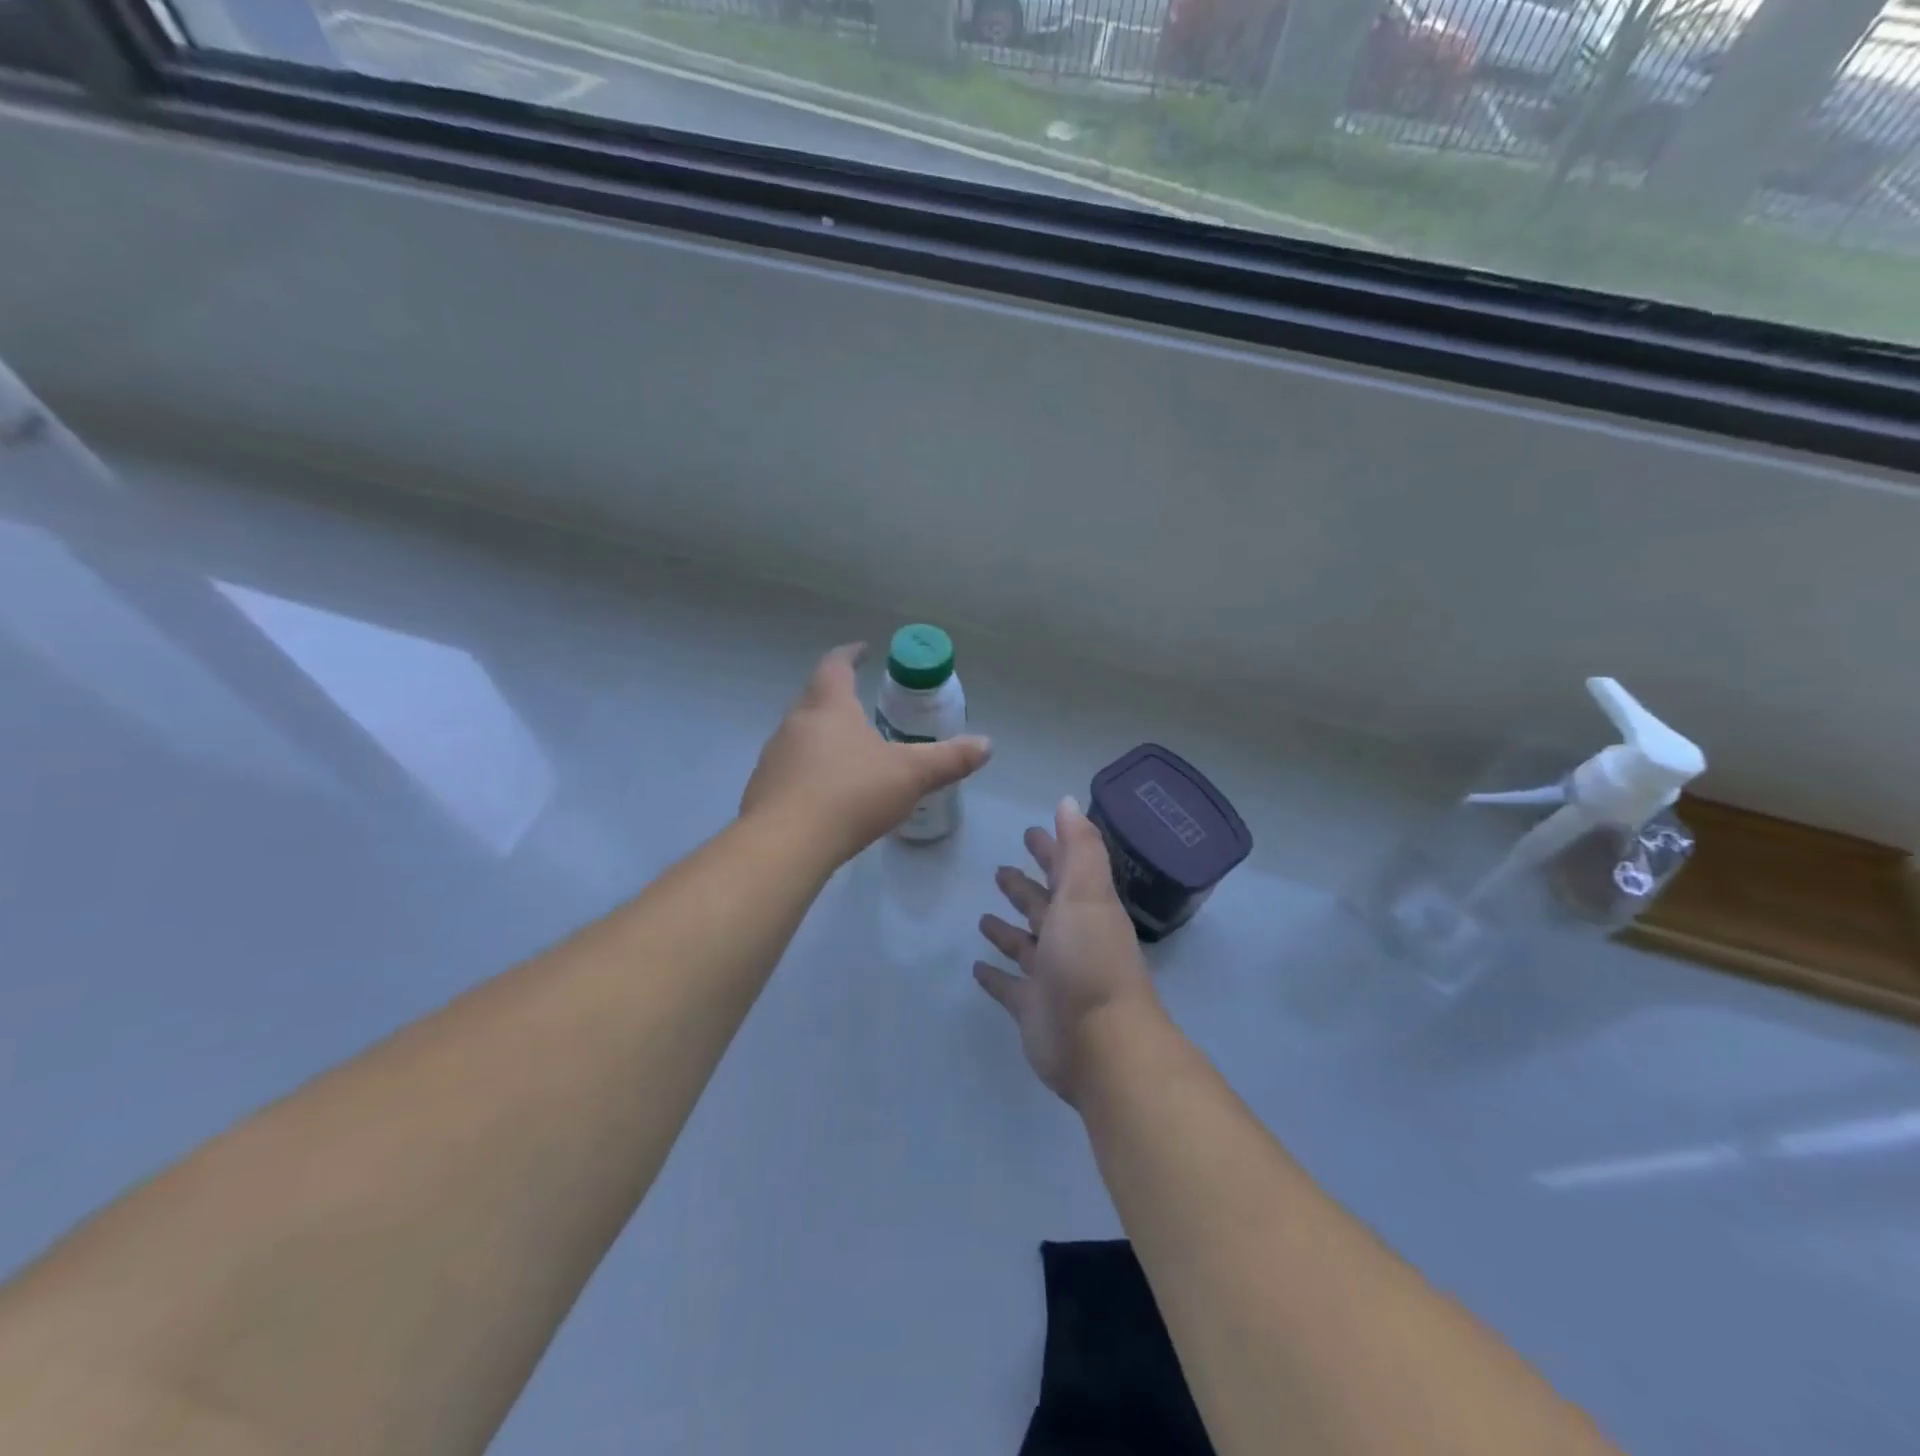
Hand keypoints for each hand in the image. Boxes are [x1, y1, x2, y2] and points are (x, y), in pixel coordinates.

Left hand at [741, 643, 990, 866]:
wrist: (785, 844)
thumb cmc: (851, 794)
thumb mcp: (910, 775)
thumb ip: (948, 759)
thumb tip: (987, 745)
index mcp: (829, 707)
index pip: (836, 666)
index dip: (850, 654)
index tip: (862, 649)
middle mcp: (795, 724)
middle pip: (814, 699)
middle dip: (837, 698)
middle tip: (860, 706)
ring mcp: (773, 757)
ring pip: (799, 736)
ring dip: (821, 738)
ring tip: (847, 754)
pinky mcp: (762, 791)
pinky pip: (789, 770)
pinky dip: (808, 773)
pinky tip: (825, 795)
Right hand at [975, 797, 1162, 1104]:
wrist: (1101, 1044)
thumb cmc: (1091, 960)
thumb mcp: (1088, 893)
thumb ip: (1079, 847)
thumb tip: (1067, 802)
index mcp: (1084, 908)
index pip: (1065, 869)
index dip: (1050, 849)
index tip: (1030, 832)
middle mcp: (1069, 938)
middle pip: (1043, 905)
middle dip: (1025, 887)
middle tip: (1000, 870)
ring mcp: (1050, 975)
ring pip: (1025, 944)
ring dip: (1008, 929)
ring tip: (984, 915)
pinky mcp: (1031, 1008)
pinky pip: (1008, 986)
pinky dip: (995, 975)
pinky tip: (976, 966)